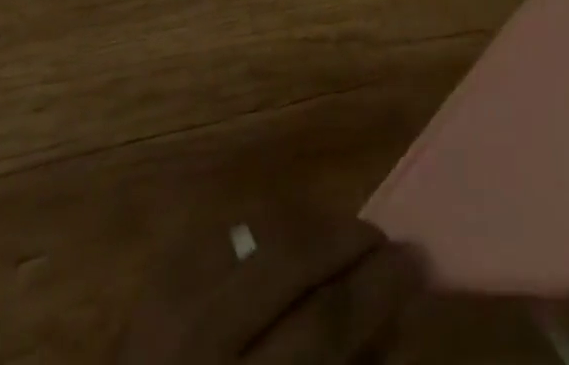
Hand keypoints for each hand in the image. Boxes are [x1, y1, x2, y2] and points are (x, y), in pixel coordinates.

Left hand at [115, 207, 423, 363]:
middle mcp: (206, 338)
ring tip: (338, 241)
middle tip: (383, 238)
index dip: (377, 285)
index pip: (326, 319)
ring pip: (256, 235)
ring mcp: (171, 302)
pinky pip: (224, 236)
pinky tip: (284, 243)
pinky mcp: (154, 282)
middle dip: (346, 240)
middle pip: (290, 260)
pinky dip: (262, 234)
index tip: (414, 259)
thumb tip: (385, 315)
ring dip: (306, 231)